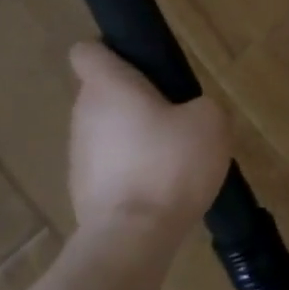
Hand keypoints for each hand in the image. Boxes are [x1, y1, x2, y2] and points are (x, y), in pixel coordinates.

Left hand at [64, 43, 229, 235]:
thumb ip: (200, 104)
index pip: (88, 50)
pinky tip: (159, 188)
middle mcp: (84, 114)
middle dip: (134, 99)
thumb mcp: (209, 121)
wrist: (132, 239)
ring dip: (133, 137)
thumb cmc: (169, 164)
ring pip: (107, 131)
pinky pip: (109, 167)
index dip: (112, 51)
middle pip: (103, 92)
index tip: (142, 65)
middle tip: (174, 114)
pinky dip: (130, 171)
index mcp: (109, 86)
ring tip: (171, 157)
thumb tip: (189, 113)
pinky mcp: (82, 191)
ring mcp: (78, 155)